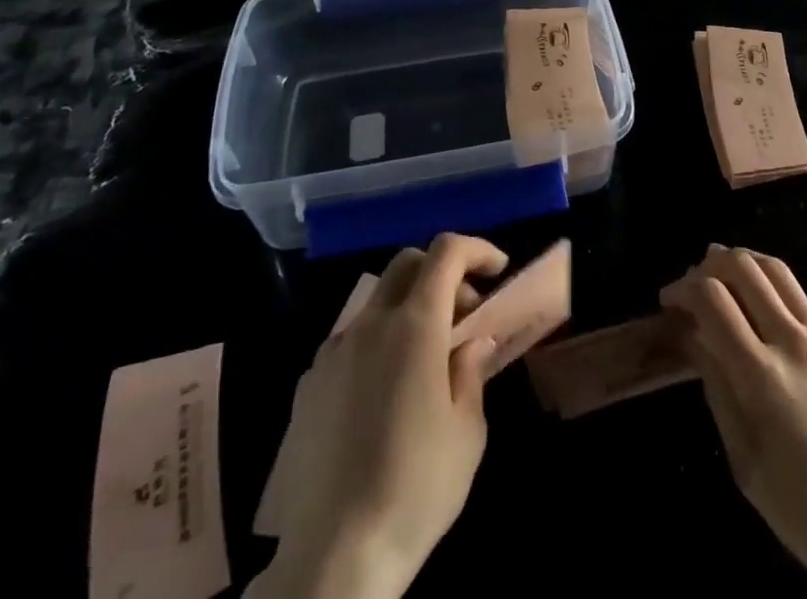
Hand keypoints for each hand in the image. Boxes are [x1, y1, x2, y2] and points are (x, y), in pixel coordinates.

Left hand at [255, 233, 507, 598]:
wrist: (332, 558)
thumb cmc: (415, 488)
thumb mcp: (467, 431)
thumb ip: (471, 370)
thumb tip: (472, 341)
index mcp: (414, 325)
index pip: (446, 252)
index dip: (476, 249)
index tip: (497, 271)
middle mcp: (369, 324)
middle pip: (407, 263)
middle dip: (442, 272)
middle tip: (465, 312)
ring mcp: (333, 352)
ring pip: (376, 301)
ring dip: (408, 307)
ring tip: (426, 358)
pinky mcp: (308, 385)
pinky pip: (350, 340)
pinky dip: (378, 342)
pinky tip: (386, 393)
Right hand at [662, 246, 806, 598]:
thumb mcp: (748, 466)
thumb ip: (718, 391)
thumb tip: (694, 338)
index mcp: (762, 376)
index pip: (712, 298)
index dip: (683, 288)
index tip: (669, 300)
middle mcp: (793, 341)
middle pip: (743, 267)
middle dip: (709, 264)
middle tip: (694, 284)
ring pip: (776, 269)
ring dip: (743, 263)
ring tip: (725, 278)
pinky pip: (801, 301)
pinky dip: (772, 291)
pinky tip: (766, 319)